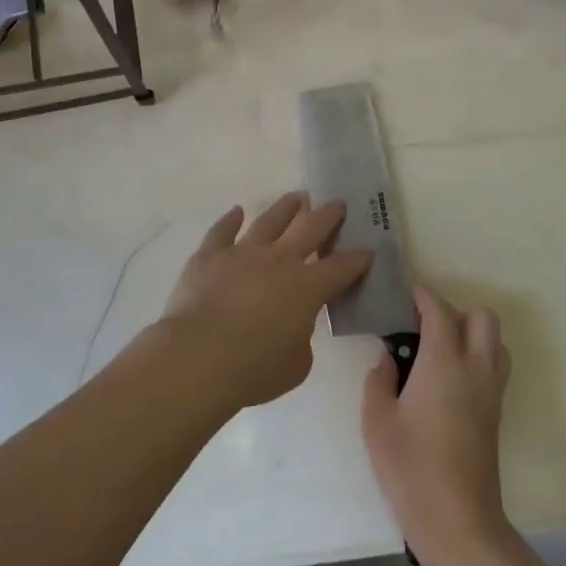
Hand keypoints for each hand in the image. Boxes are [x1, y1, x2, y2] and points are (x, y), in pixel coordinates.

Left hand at [160, 194, 373, 409]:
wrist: (198, 357)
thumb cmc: (254, 368)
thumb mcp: (296, 365)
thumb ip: (301, 339)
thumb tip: (294, 326)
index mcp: (307, 288)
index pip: (340, 268)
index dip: (357, 259)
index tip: (367, 250)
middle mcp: (279, 261)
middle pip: (310, 230)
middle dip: (328, 216)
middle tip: (337, 203)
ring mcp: (243, 253)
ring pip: (269, 221)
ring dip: (286, 208)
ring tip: (297, 197)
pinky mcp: (210, 256)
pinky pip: (222, 231)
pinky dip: (230, 220)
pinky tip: (237, 211)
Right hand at [362, 285, 512, 565]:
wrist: (458, 522)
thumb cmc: (411, 468)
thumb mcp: (377, 421)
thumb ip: (379, 380)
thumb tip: (388, 360)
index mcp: (444, 362)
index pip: (439, 310)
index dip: (422, 294)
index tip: (403, 292)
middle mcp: (475, 368)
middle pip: (482, 317)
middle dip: (454, 311)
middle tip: (421, 327)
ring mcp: (491, 392)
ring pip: (495, 341)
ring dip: (471, 334)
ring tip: (437, 352)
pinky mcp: (496, 414)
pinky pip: (494, 367)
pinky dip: (477, 358)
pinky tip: (446, 381)